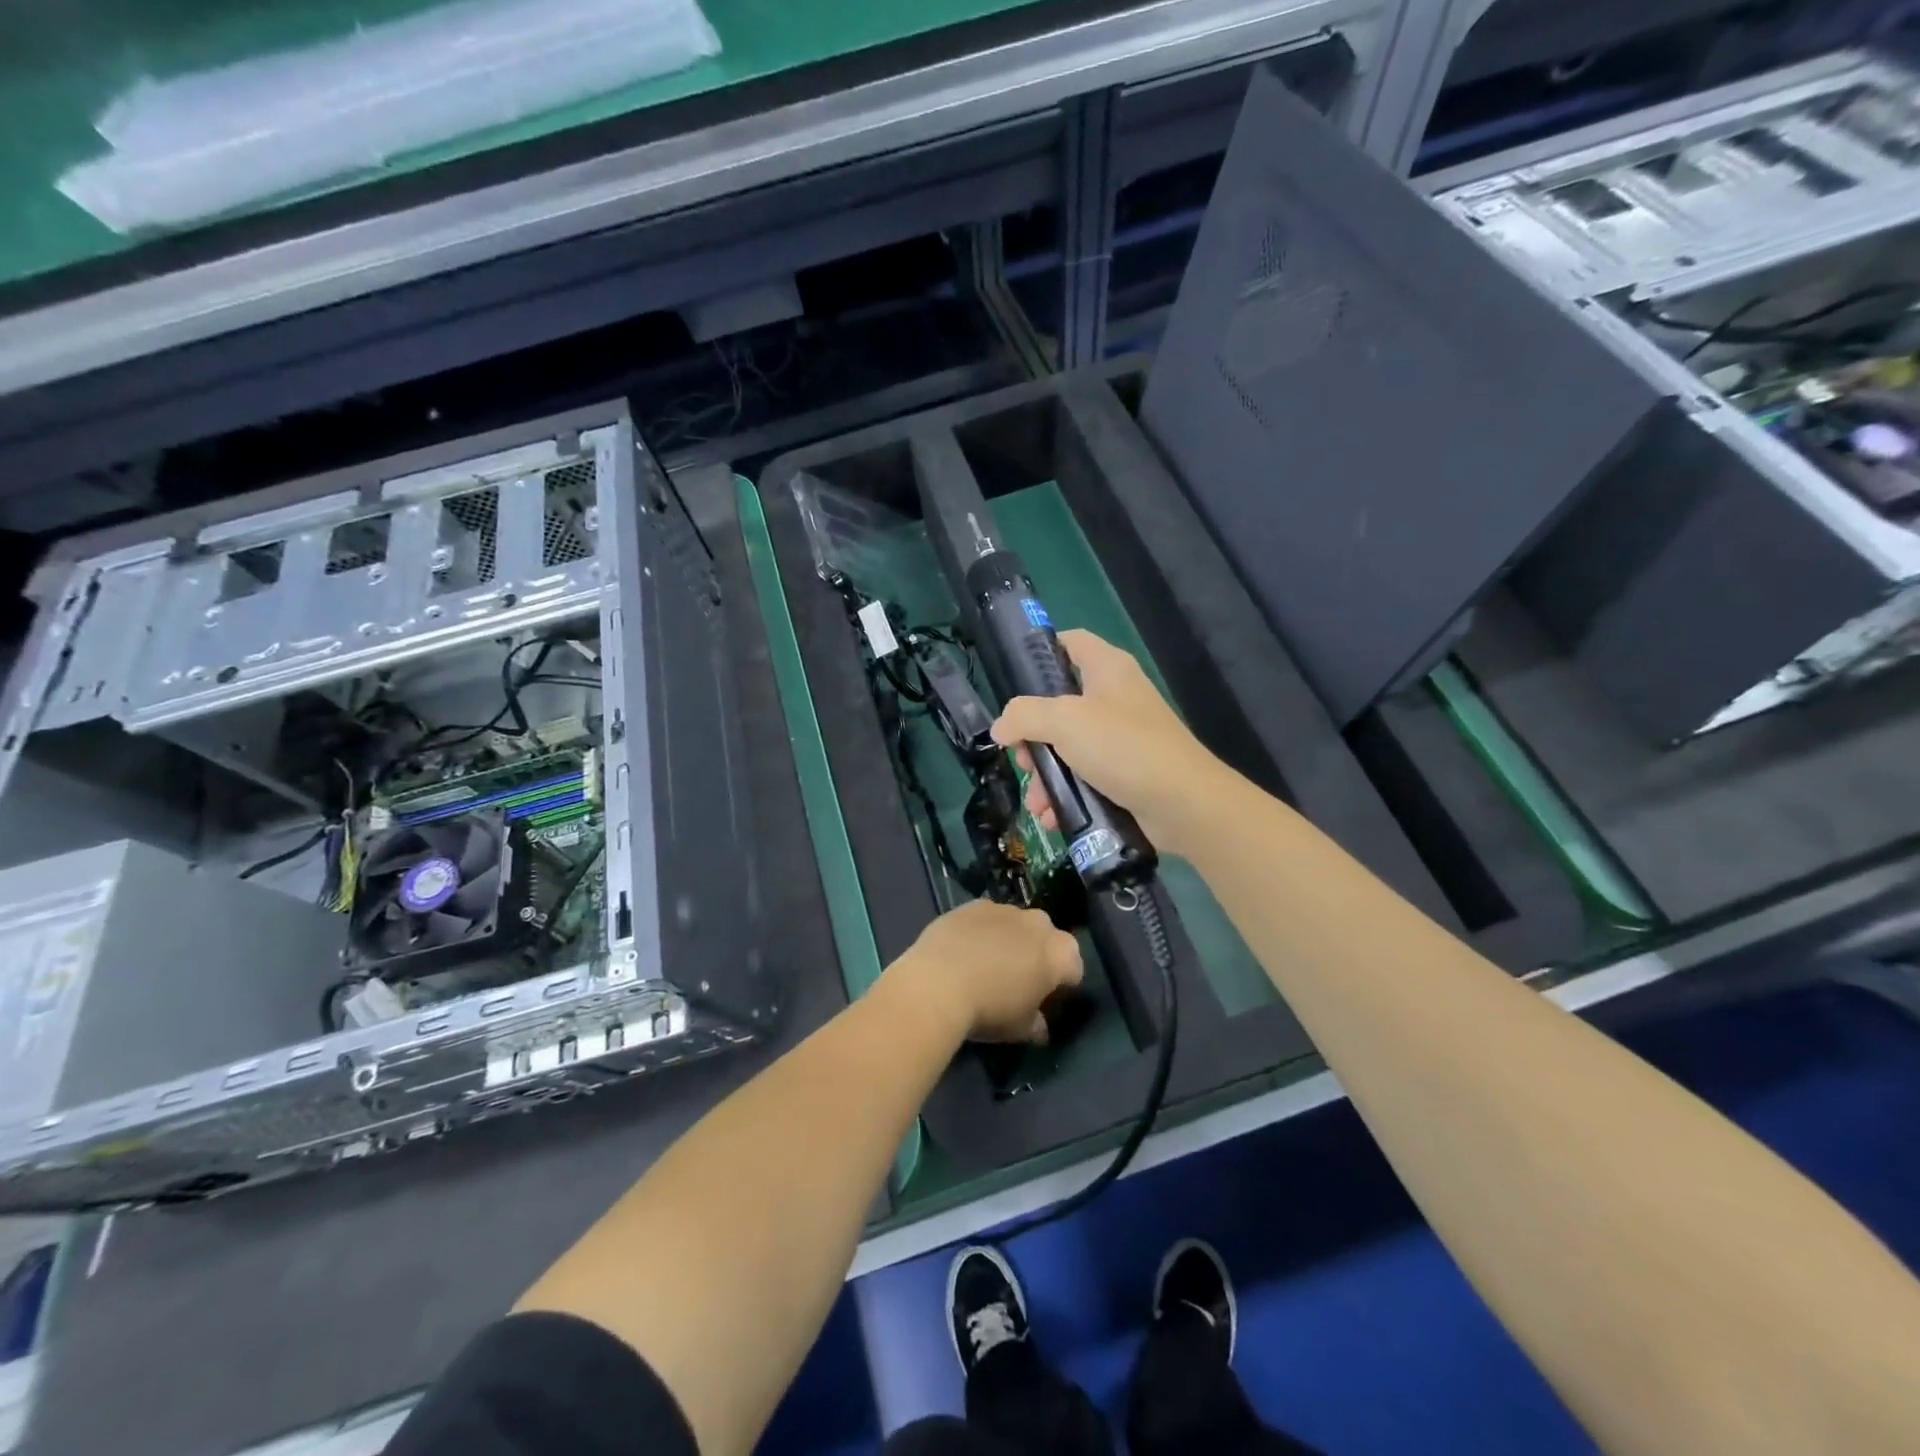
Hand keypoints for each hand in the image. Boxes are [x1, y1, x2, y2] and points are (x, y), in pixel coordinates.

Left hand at [885, 900, 1082, 1044]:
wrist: (939, 982)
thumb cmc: (990, 1010)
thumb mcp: (1020, 1029)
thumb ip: (1037, 1025)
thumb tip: (1040, 1028)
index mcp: (1059, 952)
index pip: (1074, 966)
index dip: (1062, 983)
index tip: (1046, 998)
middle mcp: (1037, 923)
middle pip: (1046, 937)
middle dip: (1037, 954)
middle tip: (1018, 979)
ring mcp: (1004, 909)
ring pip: (1015, 924)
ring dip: (1009, 939)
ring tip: (986, 964)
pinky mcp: (973, 904)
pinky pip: (986, 918)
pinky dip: (981, 931)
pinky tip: (964, 950)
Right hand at [990, 628, 1226, 851]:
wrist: (1184, 803)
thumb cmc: (1123, 746)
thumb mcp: (1065, 721)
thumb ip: (1025, 716)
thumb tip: (1000, 727)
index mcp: (1106, 668)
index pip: (1070, 642)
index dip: (1040, 652)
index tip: (1012, 680)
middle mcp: (1115, 697)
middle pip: (1059, 705)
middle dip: (1033, 737)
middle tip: (1022, 759)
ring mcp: (1122, 737)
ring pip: (1068, 748)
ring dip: (1046, 776)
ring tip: (1037, 804)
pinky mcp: (1127, 772)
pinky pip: (1086, 777)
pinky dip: (1067, 794)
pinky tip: (1054, 816)